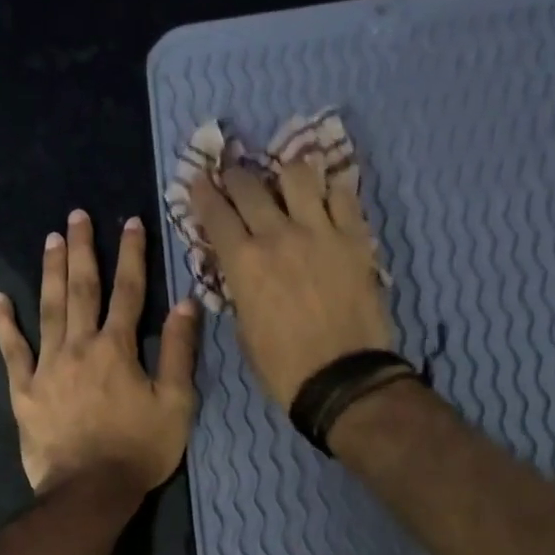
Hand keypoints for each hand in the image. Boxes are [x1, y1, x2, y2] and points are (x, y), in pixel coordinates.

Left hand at [0, 210, 199, 497]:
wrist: (90, 491)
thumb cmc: (140, 449)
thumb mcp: (177, 404)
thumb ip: (180, 352)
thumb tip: (186, 303)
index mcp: (117, 349)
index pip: (128, 292)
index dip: (131, 255)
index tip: (130, 221)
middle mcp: (79, 347)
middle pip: (81, 290)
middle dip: (82, 250)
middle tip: (76, 216)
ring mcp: (46, 367)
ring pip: (47, 309)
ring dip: (50, 272)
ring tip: (50, 240)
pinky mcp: (24, 390)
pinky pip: (12, 351)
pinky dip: (4, 324)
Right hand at [189, 157, 394, 407]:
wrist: (342, 379)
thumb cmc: (283, 367)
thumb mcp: (245, 330)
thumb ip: (241, 291)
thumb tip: (243, 273)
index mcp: (244, 263)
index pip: (215, 214)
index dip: (203, 193)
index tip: (199, 180)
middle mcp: (278, 235)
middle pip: (249, 186)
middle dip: (235, 176)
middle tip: (234, 175)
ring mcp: (320, 231)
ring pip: (298, 175)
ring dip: (285, 175)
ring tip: (286, 183)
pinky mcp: (355, 238)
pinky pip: (343, 195)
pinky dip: (330, 192)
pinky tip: (327, 199)